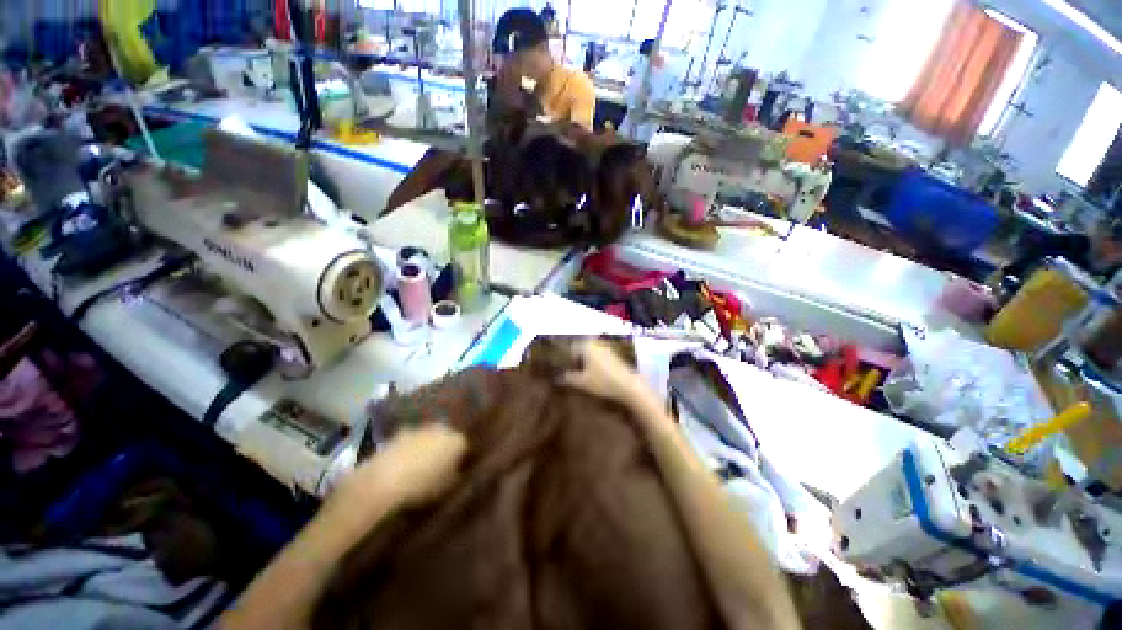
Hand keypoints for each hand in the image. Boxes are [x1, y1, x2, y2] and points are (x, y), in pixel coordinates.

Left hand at [329, 424, 467, 521]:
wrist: (383, 480)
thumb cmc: (421, 486)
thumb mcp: (446, 488)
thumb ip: (455, 476)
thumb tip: (456, 470)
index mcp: (457, 440)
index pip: (464, 447)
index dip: (460, 459)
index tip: (455, 471)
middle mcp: (442, 428)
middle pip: (446, 438)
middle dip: (443, 449)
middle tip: (438, 467)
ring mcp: (420, 428)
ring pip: (428, 438)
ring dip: (425, 447)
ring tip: (417, 467)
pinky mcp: (399, 433)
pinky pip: (410, 442)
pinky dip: (408, 450)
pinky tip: (402, 465)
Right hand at [560, 340, 652, 407]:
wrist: (629, 385)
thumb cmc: (603, 381)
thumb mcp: (582, 382)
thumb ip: (568, 378)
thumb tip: (556, 377)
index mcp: (585, 345)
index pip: (570, 348)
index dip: (565, 359)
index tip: (563, 370)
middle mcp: (595, 343)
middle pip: (580, 349)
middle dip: (575, 360)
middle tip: (571, 373)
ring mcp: (605, 347)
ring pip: (589, 352)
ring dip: (584, 361)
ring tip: (582, 374)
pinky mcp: (613, 354)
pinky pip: (598, 356)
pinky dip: (593, 362)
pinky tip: (594, 374)